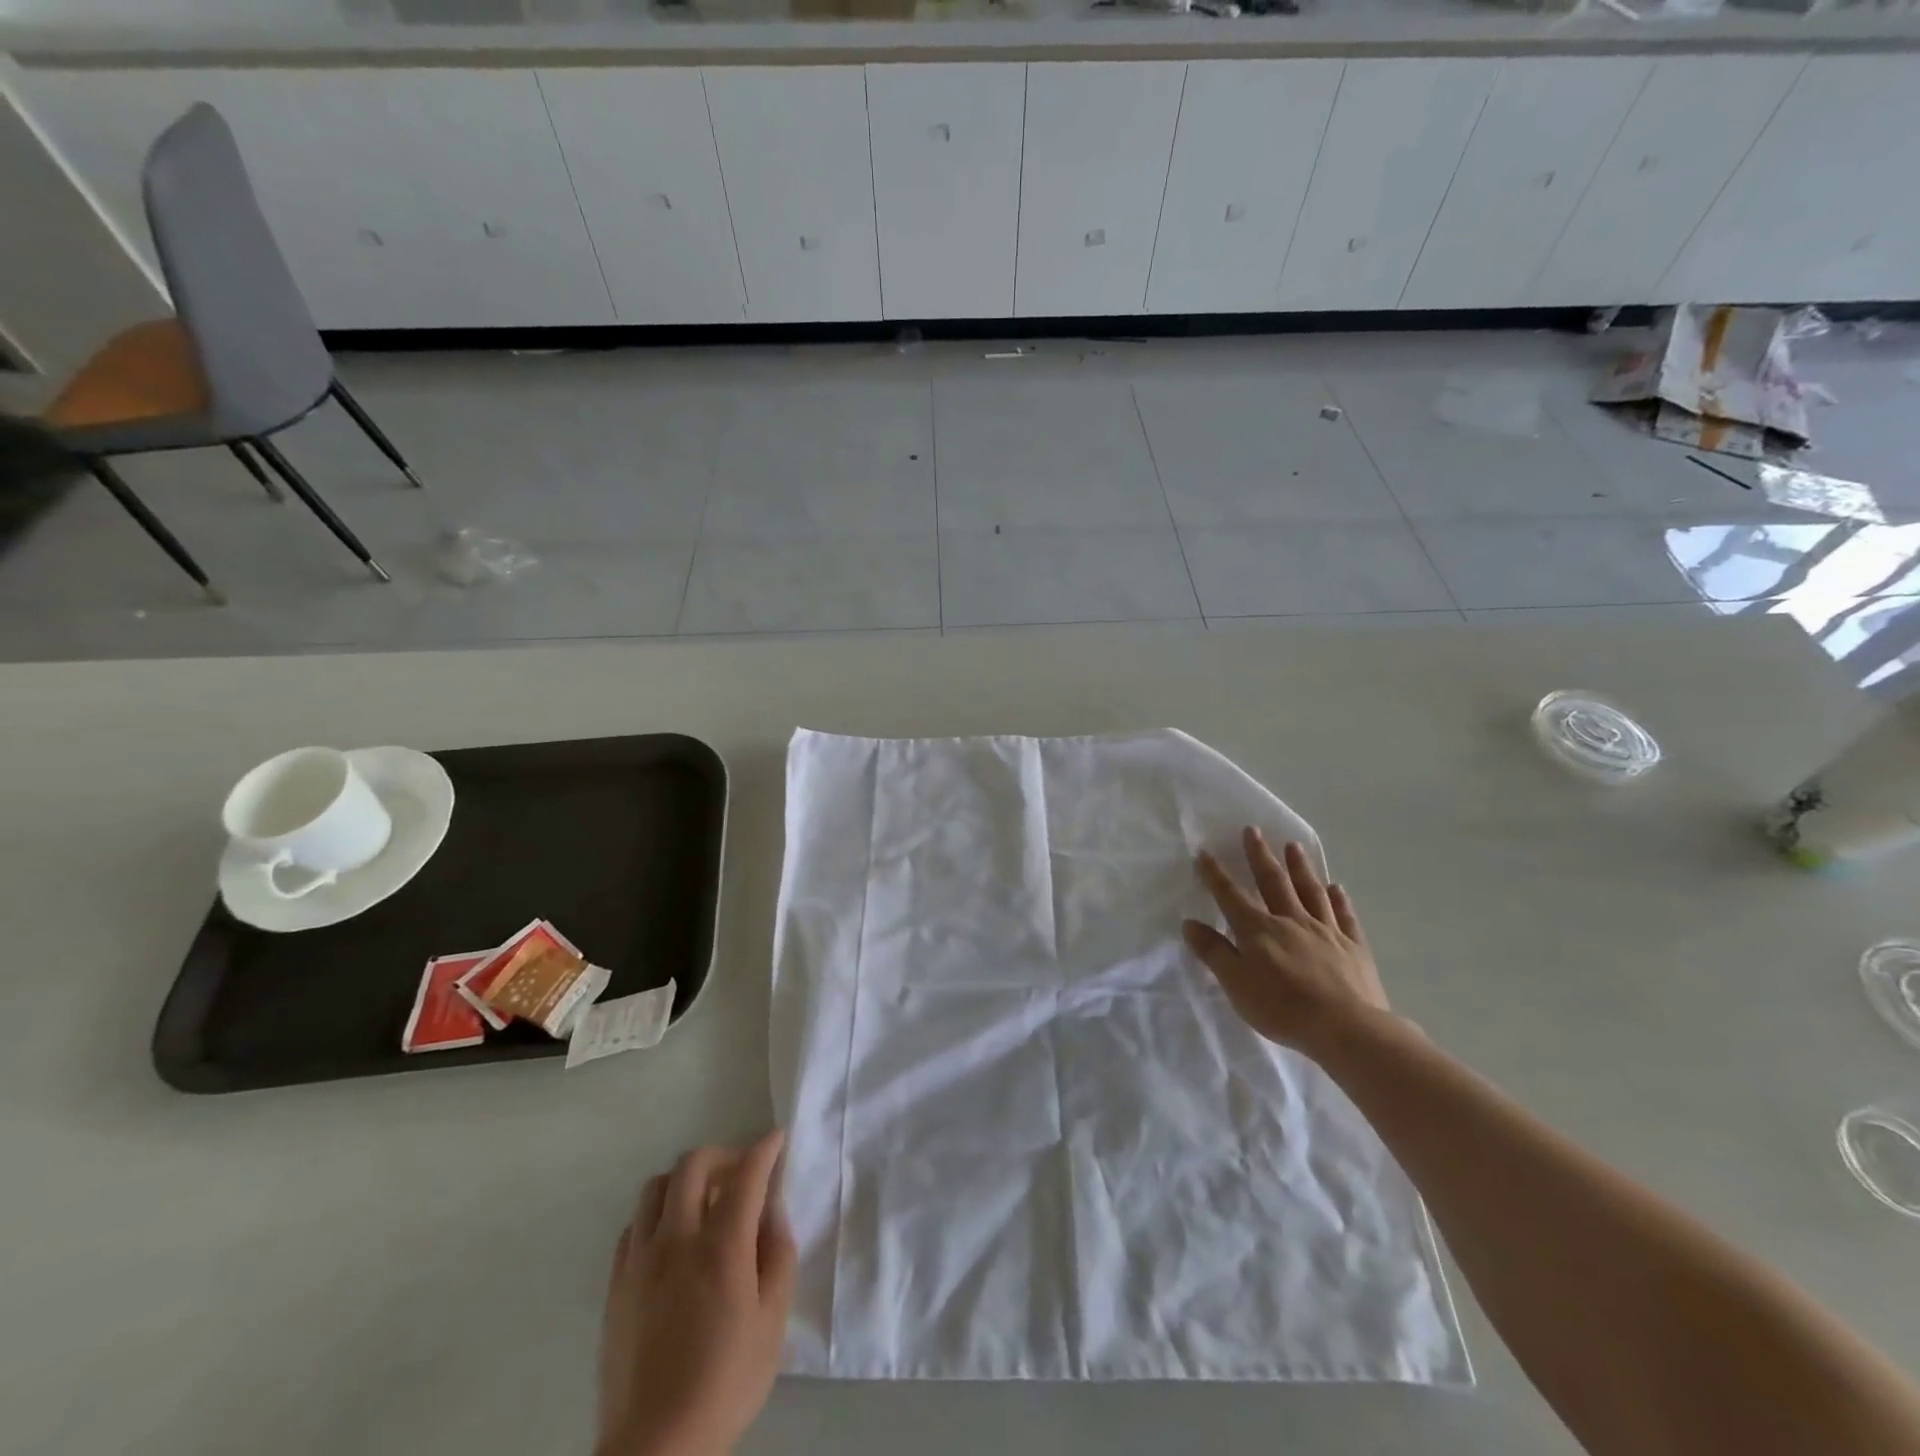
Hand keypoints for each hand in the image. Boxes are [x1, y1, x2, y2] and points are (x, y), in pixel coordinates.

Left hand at [596, 1131, 794, 1455]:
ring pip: (656, 1187)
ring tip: (704, 1204)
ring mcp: (640, 1260)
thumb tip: (773, 1213)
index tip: (776, 1139)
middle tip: (741, 1175)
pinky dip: (658, 1215)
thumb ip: (778, 1257)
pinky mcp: (616, 1284)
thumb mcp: (772, 1323)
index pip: (746, 1174)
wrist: (656, 1449)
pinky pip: (634, 1225)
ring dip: (685, 1181)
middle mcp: (677, 1239)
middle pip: (693, 1165)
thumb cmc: (725, 1383)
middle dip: (722, 1156)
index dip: (764, 1149)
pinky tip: (673, 1240)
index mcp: (721, 1246)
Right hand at [1183, 828, 1390, 1056]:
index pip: (1231, 896)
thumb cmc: (1283, 1008)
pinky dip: (1339, 899)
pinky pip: (1345, 916)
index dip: (1216, 874)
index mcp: (1258, 930)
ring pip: (1310, 891)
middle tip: (1253, 830)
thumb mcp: (1236, 984)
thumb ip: (1214, 952)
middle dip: (1260, 856)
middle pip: (1273, 882)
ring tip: (1293, 846)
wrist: (1347, 1028)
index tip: (1205, 852)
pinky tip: (1336, 888)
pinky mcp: (1354, 947)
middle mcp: (1291, 921)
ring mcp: (1326, 931)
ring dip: (1300, 867)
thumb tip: (1190, 923)